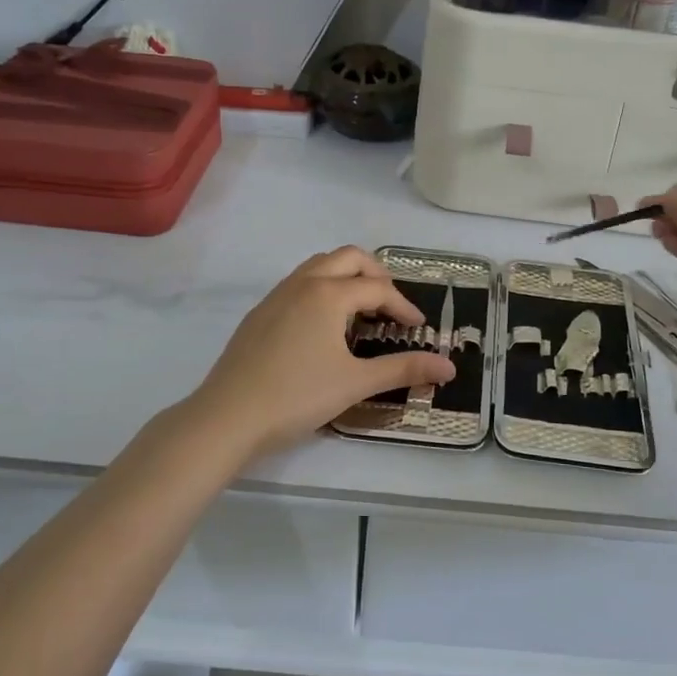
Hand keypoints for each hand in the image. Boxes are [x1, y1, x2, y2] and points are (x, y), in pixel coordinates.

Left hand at [189, 247, 454, 459]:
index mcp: (328, 294)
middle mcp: (303, 283)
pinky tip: (323, 327)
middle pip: (348, 258)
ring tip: (361, 311)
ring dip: (347, 278)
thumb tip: (449, 366)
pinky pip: (299, 284)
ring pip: (319, 266)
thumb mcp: (356, 383)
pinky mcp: (259, 313)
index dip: (403, 306)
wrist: (227, 417)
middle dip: (376, 275)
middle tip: (391, 306)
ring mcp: (276, 295)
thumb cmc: (297, 396)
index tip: (417, 330)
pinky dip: (322, 289)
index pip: (377, 288)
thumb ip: (404, 369)